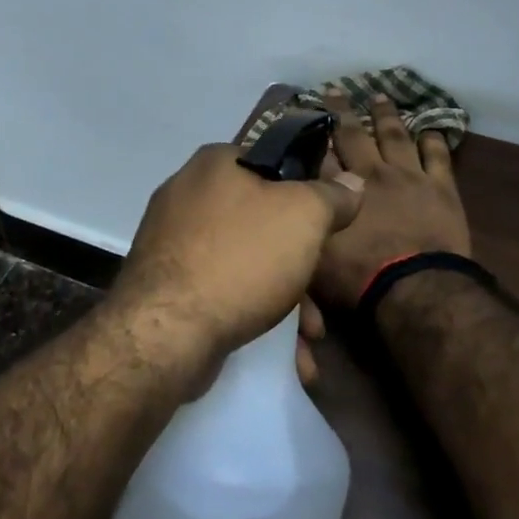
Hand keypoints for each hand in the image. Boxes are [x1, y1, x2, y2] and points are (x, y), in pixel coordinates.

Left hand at [110, 143, 365, 379]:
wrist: (166, 332)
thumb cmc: (241, 258)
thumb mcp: (304, 217)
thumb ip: (332, 196)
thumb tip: (352, 181)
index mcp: (215, 164)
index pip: (274, 164)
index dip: (307, 195)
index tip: (328, 229)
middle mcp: (187, 195)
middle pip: (262, 223)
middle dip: (299, 266)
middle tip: (321, 298)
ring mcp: (172, 242)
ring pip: (246, 263)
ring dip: (285, 302)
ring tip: (308, 340)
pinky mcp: (166, 286)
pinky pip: (222, 292)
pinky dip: (253, 316)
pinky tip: (284, 354)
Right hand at [306, 92, 471, 325]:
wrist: (415, 289)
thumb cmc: (358, 278)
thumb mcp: (315, 251)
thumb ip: (307, 217)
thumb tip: (298, 191)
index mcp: (339, 188)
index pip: (321, 153)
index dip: (314, 133)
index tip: (309, 115)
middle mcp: (371, 173)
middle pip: (353, 134)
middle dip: (342, 112)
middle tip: (336, 90)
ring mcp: (409, 177)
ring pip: (395, 136)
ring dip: (386, 115)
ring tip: (380, 97)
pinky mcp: (441, 188)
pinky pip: (436, 156)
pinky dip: (431, 140)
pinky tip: (428, 128)